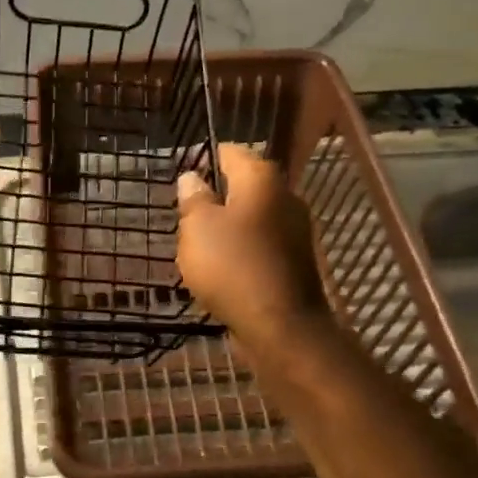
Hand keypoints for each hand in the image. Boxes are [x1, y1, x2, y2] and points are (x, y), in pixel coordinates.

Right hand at [176, 145, 331, 346]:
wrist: (280, 324)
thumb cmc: (232, 266)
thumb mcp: (197, 228)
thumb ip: (194, 199)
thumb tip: (191, 177)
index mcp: (261, 179)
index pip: (231, 152)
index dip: (204, 158)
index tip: (182, 174)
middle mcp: (285, 196)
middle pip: (244, 186)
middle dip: (216, 197)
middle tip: (186, 214)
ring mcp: (295, 231)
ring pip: (253, 218)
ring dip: (229, 227)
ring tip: (198, 244)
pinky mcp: (294, 262)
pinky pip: (261, 246)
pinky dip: (242, 251)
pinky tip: (222, 269)